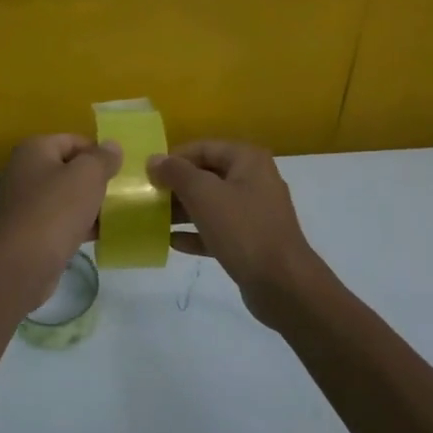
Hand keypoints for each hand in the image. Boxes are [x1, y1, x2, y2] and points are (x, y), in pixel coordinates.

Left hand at [0, 135, 121, 300]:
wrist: (23, 263)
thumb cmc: (56, 210)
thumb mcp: (88, 176)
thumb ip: (103, 158)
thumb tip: (112, 146)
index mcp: (33, 149)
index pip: (73, 141)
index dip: (98, 153)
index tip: (119, 171)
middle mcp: (23, 170)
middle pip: (68, 168)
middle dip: (93, 181)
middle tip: (118, 193)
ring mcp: (22, 201)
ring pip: (64, 196)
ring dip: (87, 204)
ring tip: (112, 215)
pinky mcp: (26, 229)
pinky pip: (58, 219)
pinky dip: (76, 224)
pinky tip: (97, 235)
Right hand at [149, 141, 336, 326]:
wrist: (283, 284)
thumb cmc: (242, 229)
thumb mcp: (204, 194)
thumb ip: (176, 173)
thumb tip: (154, 159)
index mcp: (248, 160)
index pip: (203, 148)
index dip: (174, 158)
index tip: (149, 174)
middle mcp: (254, 180)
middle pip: (207, 175)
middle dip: (177, 186)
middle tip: (148, 197)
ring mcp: (255, 212)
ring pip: (212, 204)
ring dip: (183, 210)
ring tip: (154, 219)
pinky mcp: (252, 241)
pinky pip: (218, 230)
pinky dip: (197, 233)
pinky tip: (172, 242)